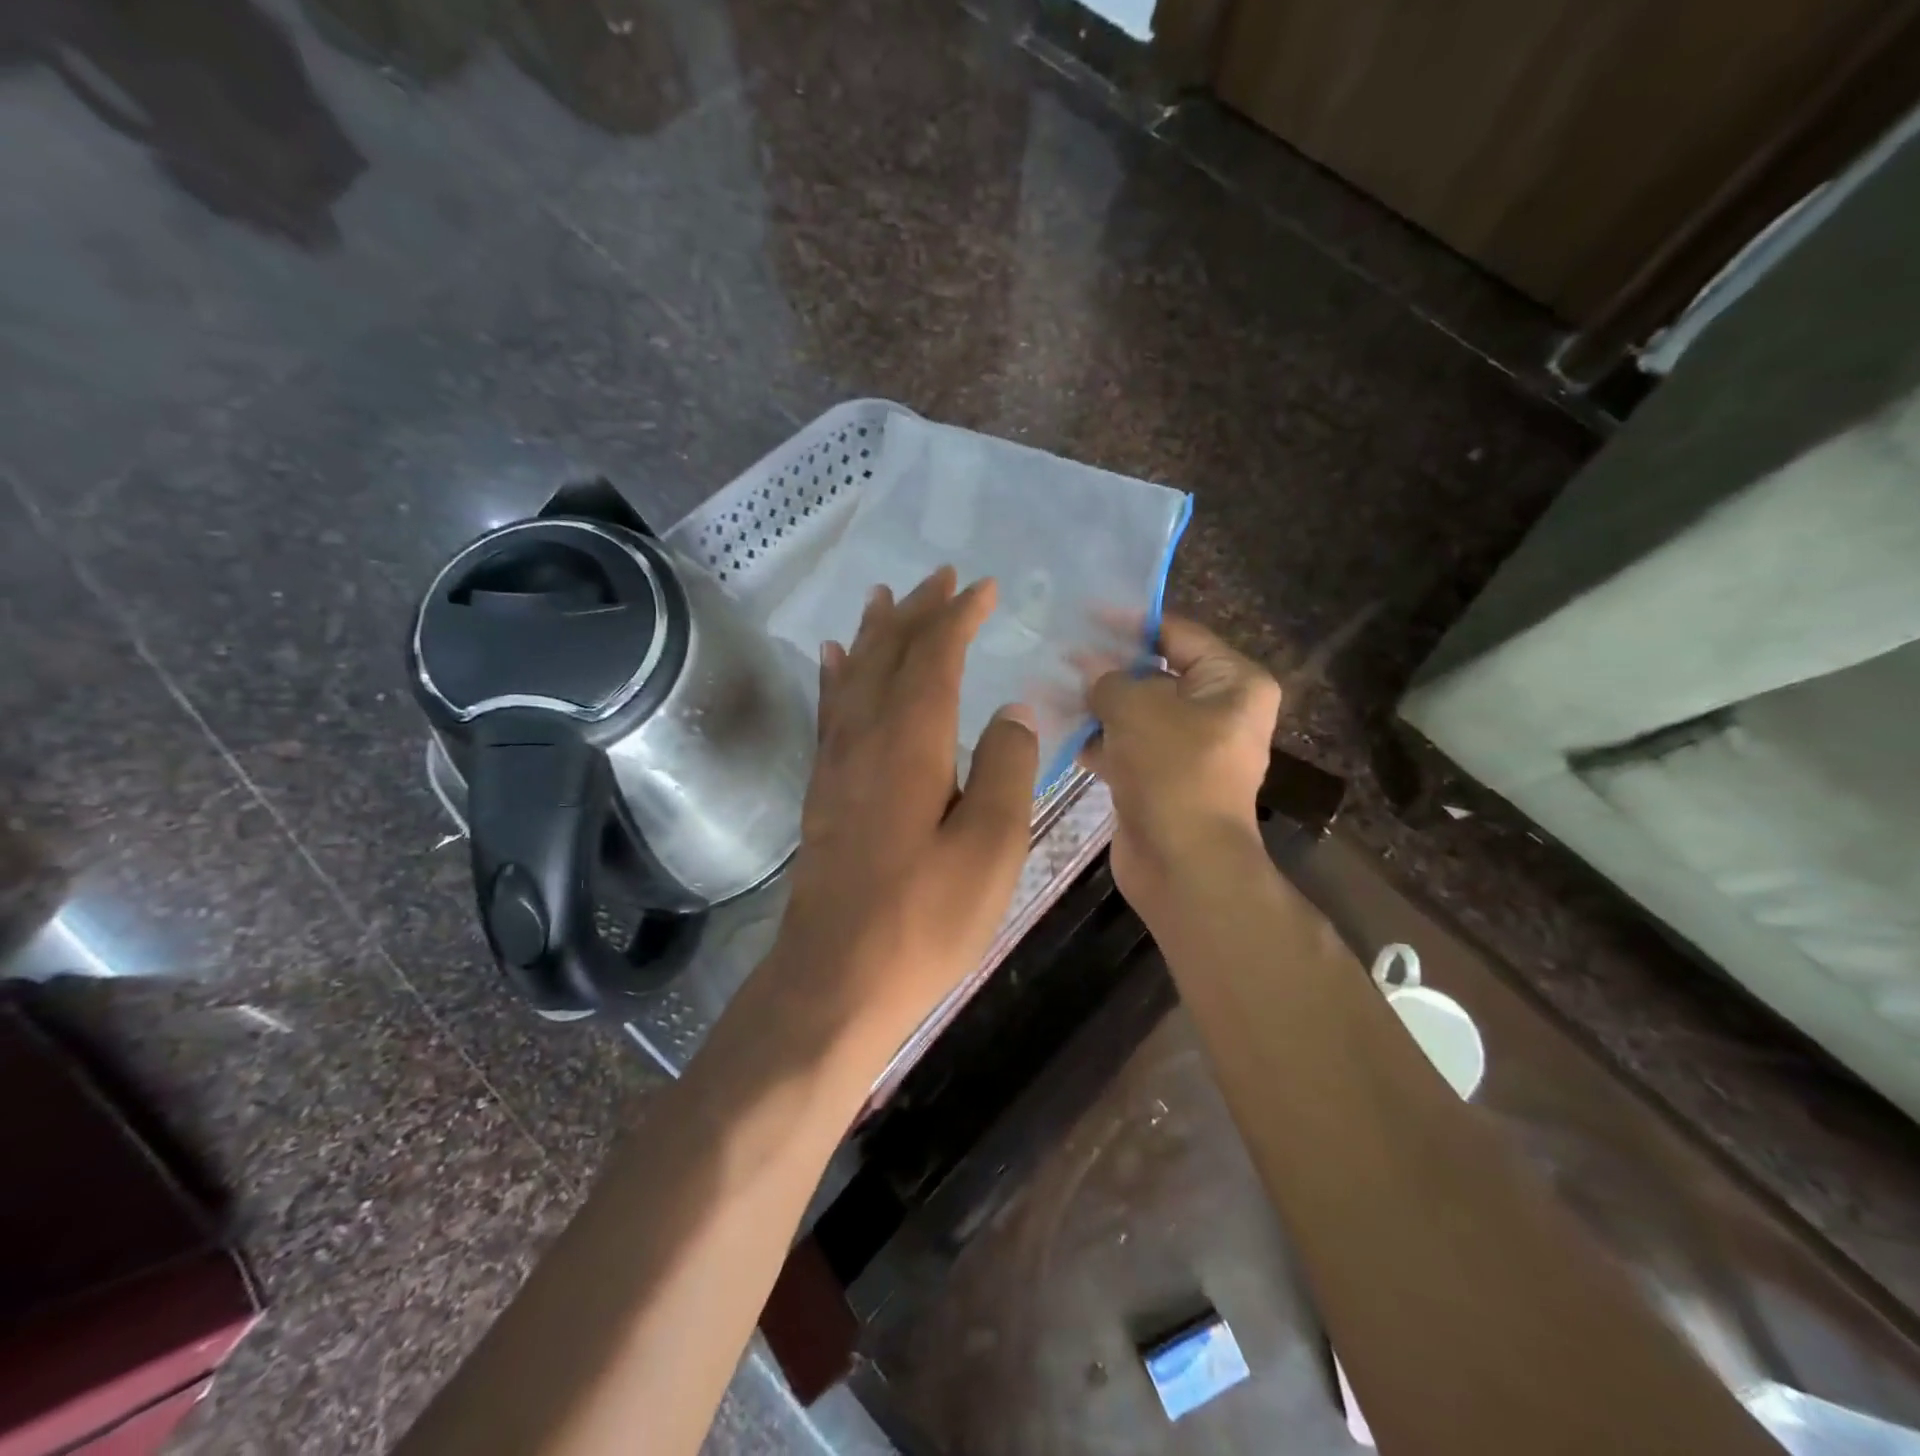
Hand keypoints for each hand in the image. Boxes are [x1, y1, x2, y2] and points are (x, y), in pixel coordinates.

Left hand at [774, 567, 1038, 1060]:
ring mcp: (836, 763)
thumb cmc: (924, 917)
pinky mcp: (823, 791)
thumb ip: (1007, 770)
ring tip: (884, 597)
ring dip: (874, 633)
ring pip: (854, 675)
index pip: (935, 656)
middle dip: (917, 612)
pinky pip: (829, 713)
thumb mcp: (991, 848)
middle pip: (889, 654)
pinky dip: (834, 677)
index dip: (958, 616)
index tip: (984, 588)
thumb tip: (1012, 713)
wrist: (837, 978)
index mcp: (911, 742)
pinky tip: (831, 659)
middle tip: (941, 576)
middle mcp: (866, 737)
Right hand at [1080, 616, 1280, 917]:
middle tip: (1060, 652)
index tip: (1085, 614)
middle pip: (1156, 674)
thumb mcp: (1136, 707)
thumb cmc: (1172, 769)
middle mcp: (1218, 712)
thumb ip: (1108, 678)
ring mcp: (1190, 749)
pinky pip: (1128, 747)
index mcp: (1233, 683)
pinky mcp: (1163, 780)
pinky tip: (1059, 729)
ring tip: (1049, 686)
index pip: (1179, 635)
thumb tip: (1088, 670)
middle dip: (1108, 667)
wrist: (1182, 863)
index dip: (1131, 624)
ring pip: (1137, 714)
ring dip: (1097, 705)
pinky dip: (1098, 740)